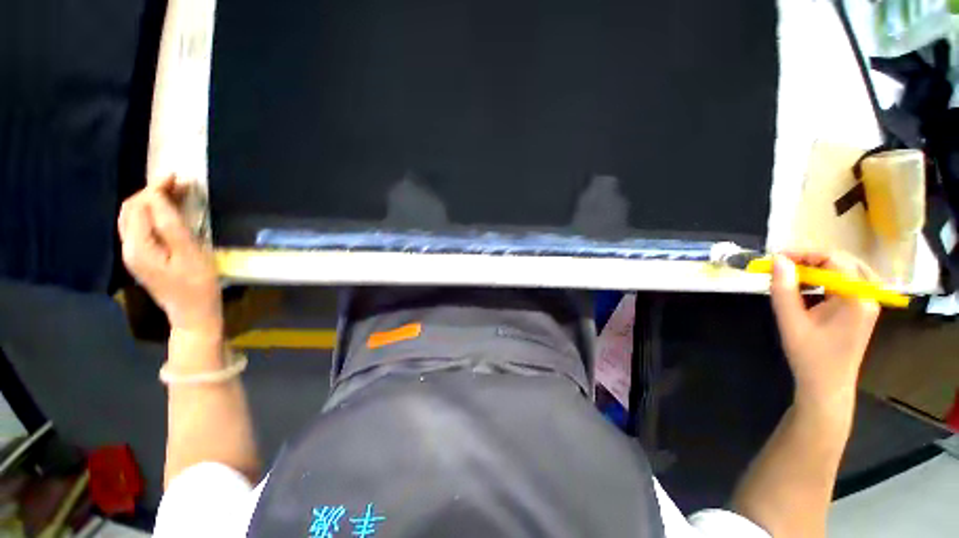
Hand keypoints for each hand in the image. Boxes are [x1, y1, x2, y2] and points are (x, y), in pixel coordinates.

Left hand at [118, 177, 221, 333]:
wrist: (194, 314)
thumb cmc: (198, 285)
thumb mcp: (190, 254)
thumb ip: (170, 225)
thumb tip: (158, 197)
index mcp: (138, 247)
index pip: (139, 207)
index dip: (156, 189)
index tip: (179, 178)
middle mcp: (129, 248)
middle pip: (131, 210)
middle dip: (152, 192)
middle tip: (179, 184)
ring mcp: (134, 254)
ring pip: (134, 218)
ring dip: (151, 202)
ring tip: (175, 194)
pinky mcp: (143, 258)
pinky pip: (140, 228)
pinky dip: (151, 214)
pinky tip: (167, 212)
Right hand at [769, 252, 879, 410]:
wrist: (827, 386)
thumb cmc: (809, 355)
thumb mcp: (790, 321)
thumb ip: (784, 289)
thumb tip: (777, 260)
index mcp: (855, 298)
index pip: (834, 260)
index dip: (804, 254)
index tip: (776, 259)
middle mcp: (867, 295)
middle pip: (844, 262)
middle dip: (812, 260)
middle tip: (784, 267)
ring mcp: (868, 302)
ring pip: (847, 270)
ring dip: (820, 268)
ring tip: (794, 276)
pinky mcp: (862, 309)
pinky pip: (847, 283)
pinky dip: (826, 279)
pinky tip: (809, 288)